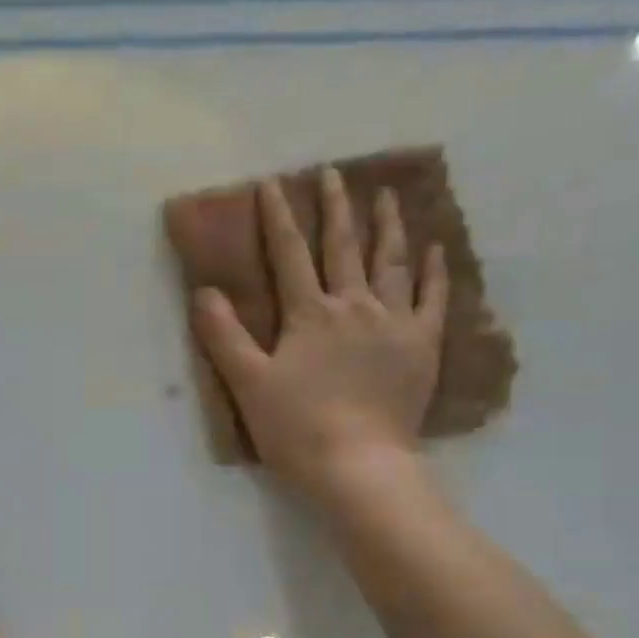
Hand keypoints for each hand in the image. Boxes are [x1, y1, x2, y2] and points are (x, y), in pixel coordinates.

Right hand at [192, 168, 448, 500]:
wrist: (358, 464)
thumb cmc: (296, 428)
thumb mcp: (248, 384)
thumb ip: (224, 337)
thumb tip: (204, 292)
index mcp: (309, 314)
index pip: (290, 255)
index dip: (278, 218)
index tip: (271, 184)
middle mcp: (354, 306)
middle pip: (343, 247)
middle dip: (335, 207)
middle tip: (333, 173)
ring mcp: (394, 322)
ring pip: (391, 262)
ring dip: (386, 225)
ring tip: (385, 194)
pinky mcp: (423, 346)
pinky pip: (433, 298)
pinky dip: (434, 270)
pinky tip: (435, 248)